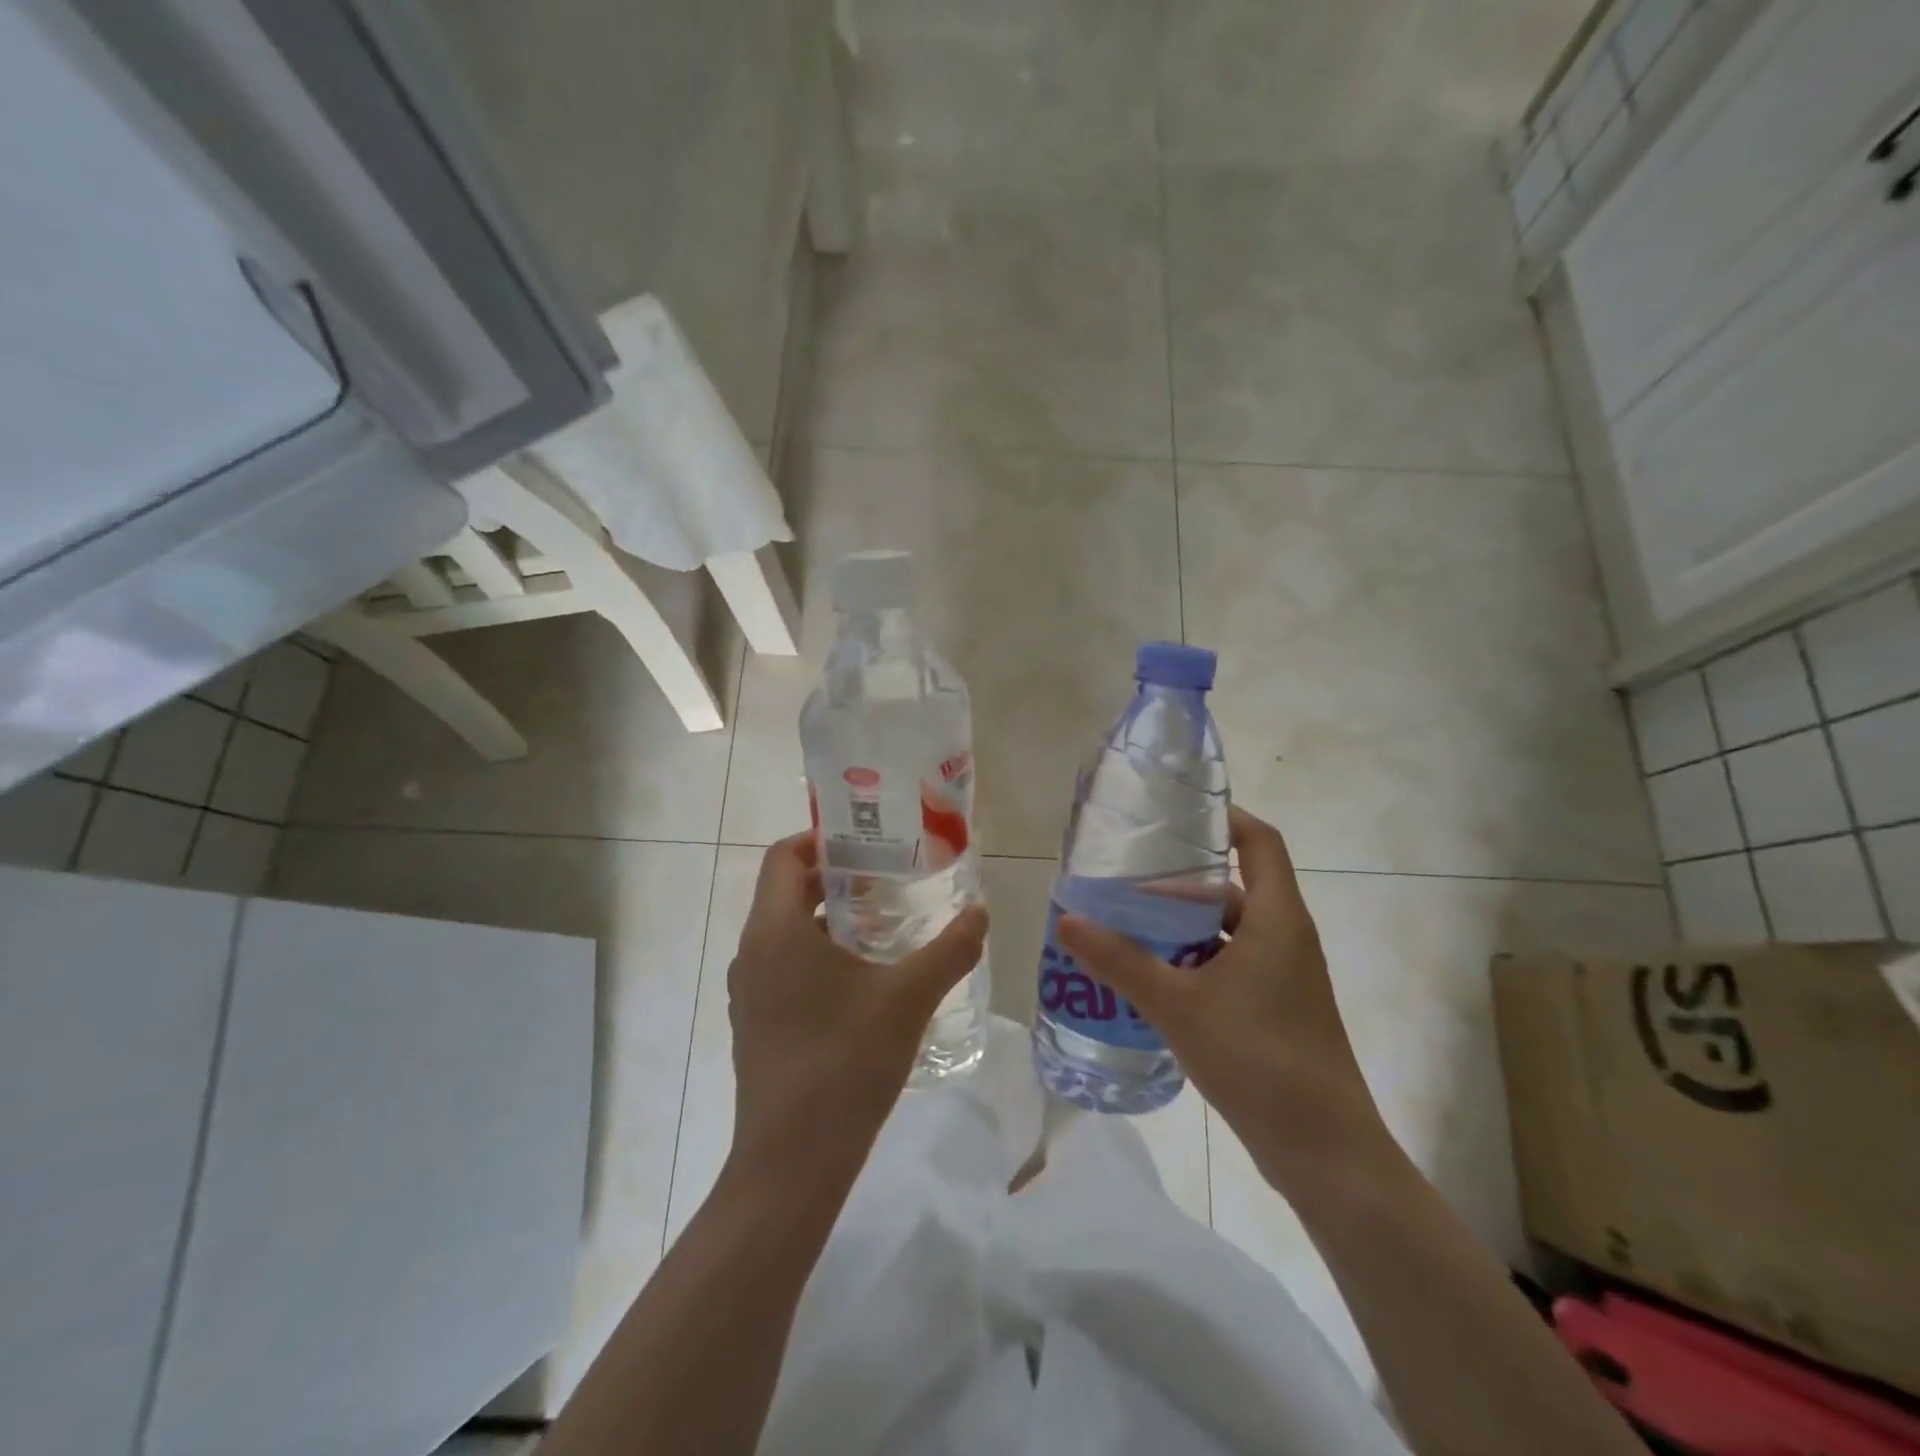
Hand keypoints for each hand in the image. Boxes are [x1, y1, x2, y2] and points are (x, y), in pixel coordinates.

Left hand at [725, 831, 988, 1183]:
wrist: (791, 1163)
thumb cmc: (844, 1064)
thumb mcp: (907, 999)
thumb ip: (949, 950)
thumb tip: (981, 911)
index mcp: (776, 930)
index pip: (783, 856)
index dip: (820, 839)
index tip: (866, 841)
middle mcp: (752, 952)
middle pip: (786, 891)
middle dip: (835, 877)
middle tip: (888, 875)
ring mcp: (749, 991)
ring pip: (786, 931)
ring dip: (829, 918)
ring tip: (883, 923)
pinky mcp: (756, 1022)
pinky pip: (784, 966)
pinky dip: (818, 954)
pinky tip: (863, 978)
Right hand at [1057, 806, 1393, 1192]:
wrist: (1326, 1154)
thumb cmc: (1259, 1059)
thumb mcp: (1178, 1005)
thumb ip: (1120, 962)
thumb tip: (1066, 920)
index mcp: (1277, 918)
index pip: (1259, 841)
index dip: (1223, 817)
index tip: (1173, 813)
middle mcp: (1285, 938)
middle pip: (1233, 887)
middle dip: (1179, 881)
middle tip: (1124, 876)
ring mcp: (1283, 977)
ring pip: (1227, 931)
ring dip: (1181, 927)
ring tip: (1124, 924)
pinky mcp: (1275, 1010)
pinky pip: (1228, 966)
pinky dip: (1192, 962)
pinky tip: (1150, 978)